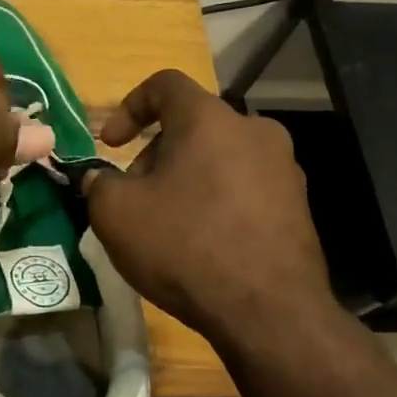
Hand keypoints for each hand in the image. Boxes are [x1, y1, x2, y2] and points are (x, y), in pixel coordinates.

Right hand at [85, 70, 342, 348]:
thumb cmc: (184, 246)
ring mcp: (283, 168)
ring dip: (185, 178)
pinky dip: (215, 201)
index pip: (164, 84)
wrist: (268, 312)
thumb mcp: (115, 213)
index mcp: (209, 119)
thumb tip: (100, 178)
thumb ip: (98, 182)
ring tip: (166, 223)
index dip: (128, 107)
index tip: (110, 144)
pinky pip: (244, 188)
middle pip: (192, 125)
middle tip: (134, 195)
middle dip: (155, 153)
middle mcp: (254, 131)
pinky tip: (201, 243)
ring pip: (219, 157)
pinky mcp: (298, 206)